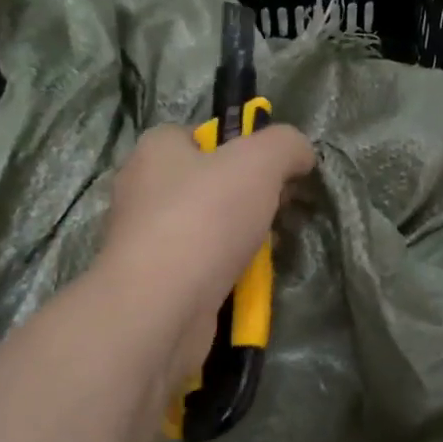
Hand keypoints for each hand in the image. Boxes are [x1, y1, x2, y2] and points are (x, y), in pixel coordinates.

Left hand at [100, 121, 315, 383]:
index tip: (270, 170)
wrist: (161, 306)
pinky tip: (247, 282)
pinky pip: (199, 267)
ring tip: (268, 250)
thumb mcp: (260, 161)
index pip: (199, 135)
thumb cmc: (205, 217)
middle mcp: (142, 190)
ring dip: (241, 239)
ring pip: (206, 228)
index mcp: (156, 150)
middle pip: (207, 183)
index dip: (239, 146)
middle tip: (278, 211)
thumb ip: (286, 146)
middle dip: (248, 197)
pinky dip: (225, 273)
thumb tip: (300, 155)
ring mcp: (144, 240)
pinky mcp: (153, 282)